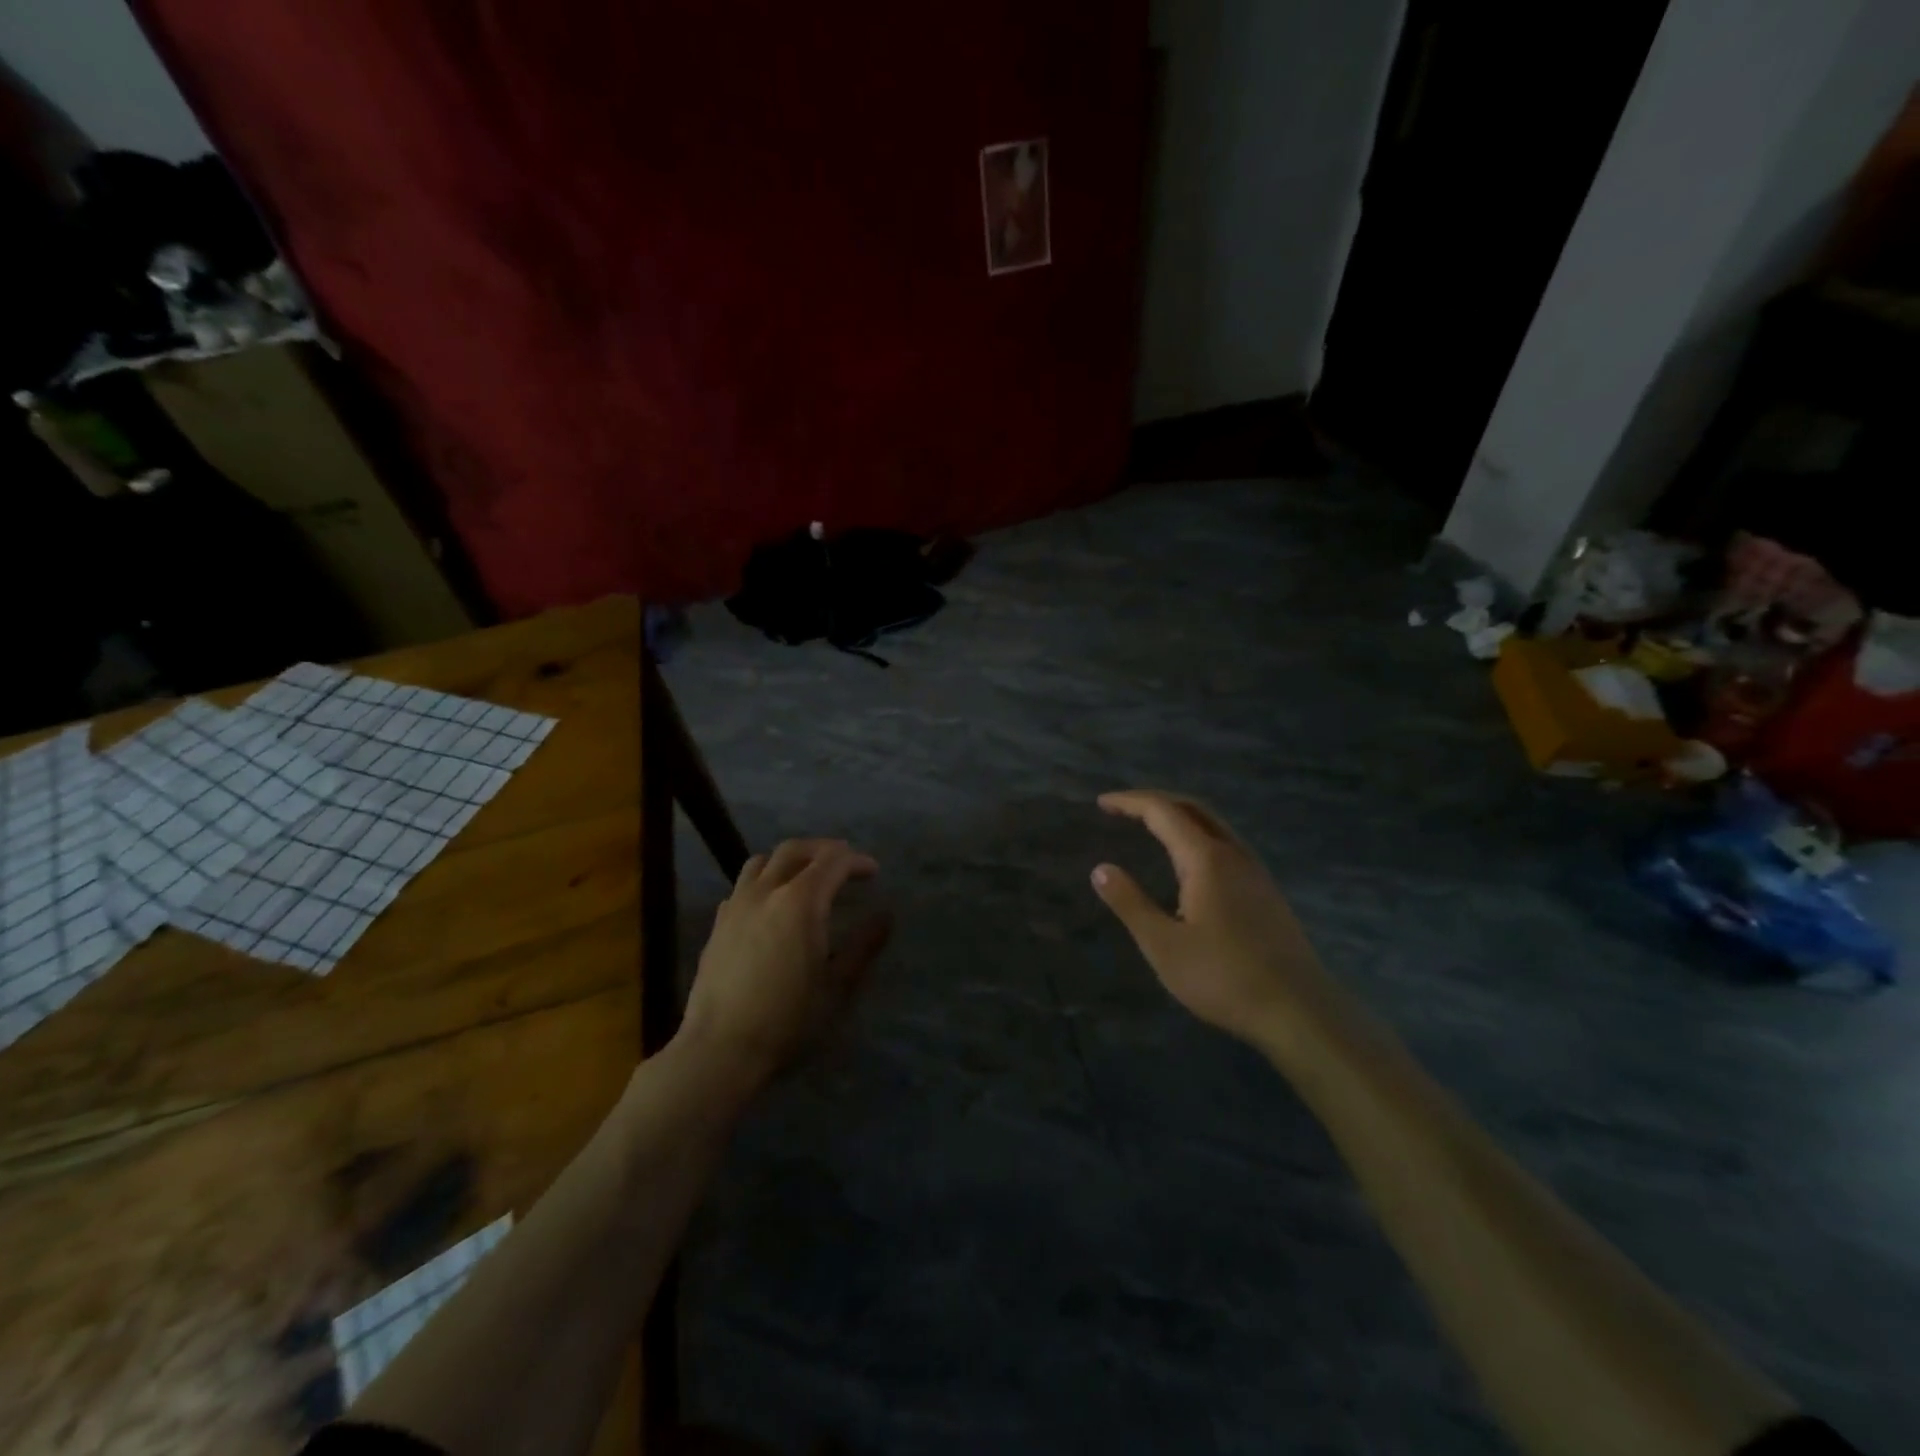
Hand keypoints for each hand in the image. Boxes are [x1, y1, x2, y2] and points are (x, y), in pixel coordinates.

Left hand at [679, 839, 890, 1084]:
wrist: (721, 1048)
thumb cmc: (788, 1018)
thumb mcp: (837, 985)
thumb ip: (864, 945)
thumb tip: (885, 917)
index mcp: (800, 901)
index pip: (833, 861)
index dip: (856, 861)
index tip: (873, 872)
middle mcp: (766, 891)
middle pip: (795, 850)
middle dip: (823, 849)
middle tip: (844, 863)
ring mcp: (736, 905)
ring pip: (762, 861)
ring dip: (789, 860)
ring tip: (805, 876)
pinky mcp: (718, 924)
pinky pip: (742, 886)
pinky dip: (764, 882)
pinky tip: (771, 906)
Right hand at [1091, 790, 1327, 1046]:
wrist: (1299, 1011)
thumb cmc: (1223, 977)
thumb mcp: (1163, 945)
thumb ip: (1130, 903)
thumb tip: (1101, 869)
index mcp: (1206, 859)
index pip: (1163, 812)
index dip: (1130, 802)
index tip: (1102, 803)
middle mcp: (1233, 855)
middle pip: (1193, 809)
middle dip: (1156, 801)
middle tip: (1123, 808)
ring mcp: (1255, 872)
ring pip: (1214, 825)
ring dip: (1180, 816)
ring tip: (1151, 826)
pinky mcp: (1266, 892)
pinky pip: (1227, 845)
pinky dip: (1198, 836)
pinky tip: (1190, 863)